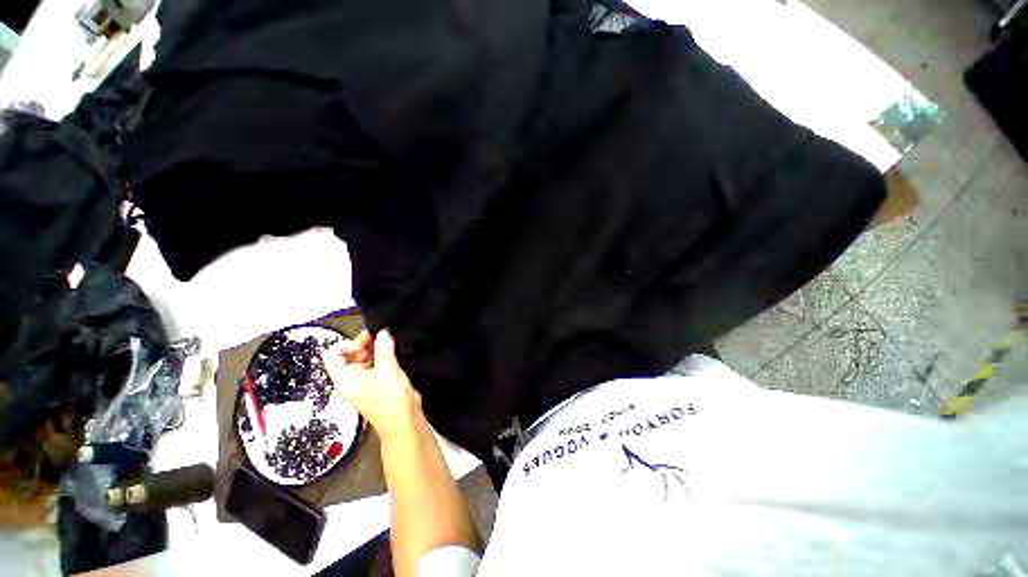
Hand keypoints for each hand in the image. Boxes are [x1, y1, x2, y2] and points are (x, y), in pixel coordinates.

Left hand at [324, 330, 422, 440]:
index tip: (365, 341)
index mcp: (345, 378)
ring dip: (376, 348)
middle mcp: (352, 379)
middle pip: (350, 355)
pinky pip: (376, 364)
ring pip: (365, 358)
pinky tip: (394, 350)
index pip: (333, 355)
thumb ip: (384, 348)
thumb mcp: (387, 370)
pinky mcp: (379, 382)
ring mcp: (366, 381)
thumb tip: (383, 332)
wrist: (404, 421)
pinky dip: (383, 355)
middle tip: (381, 335)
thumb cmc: (391, 399)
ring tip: (390, 341)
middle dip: (364, 343)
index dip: (346, 345)